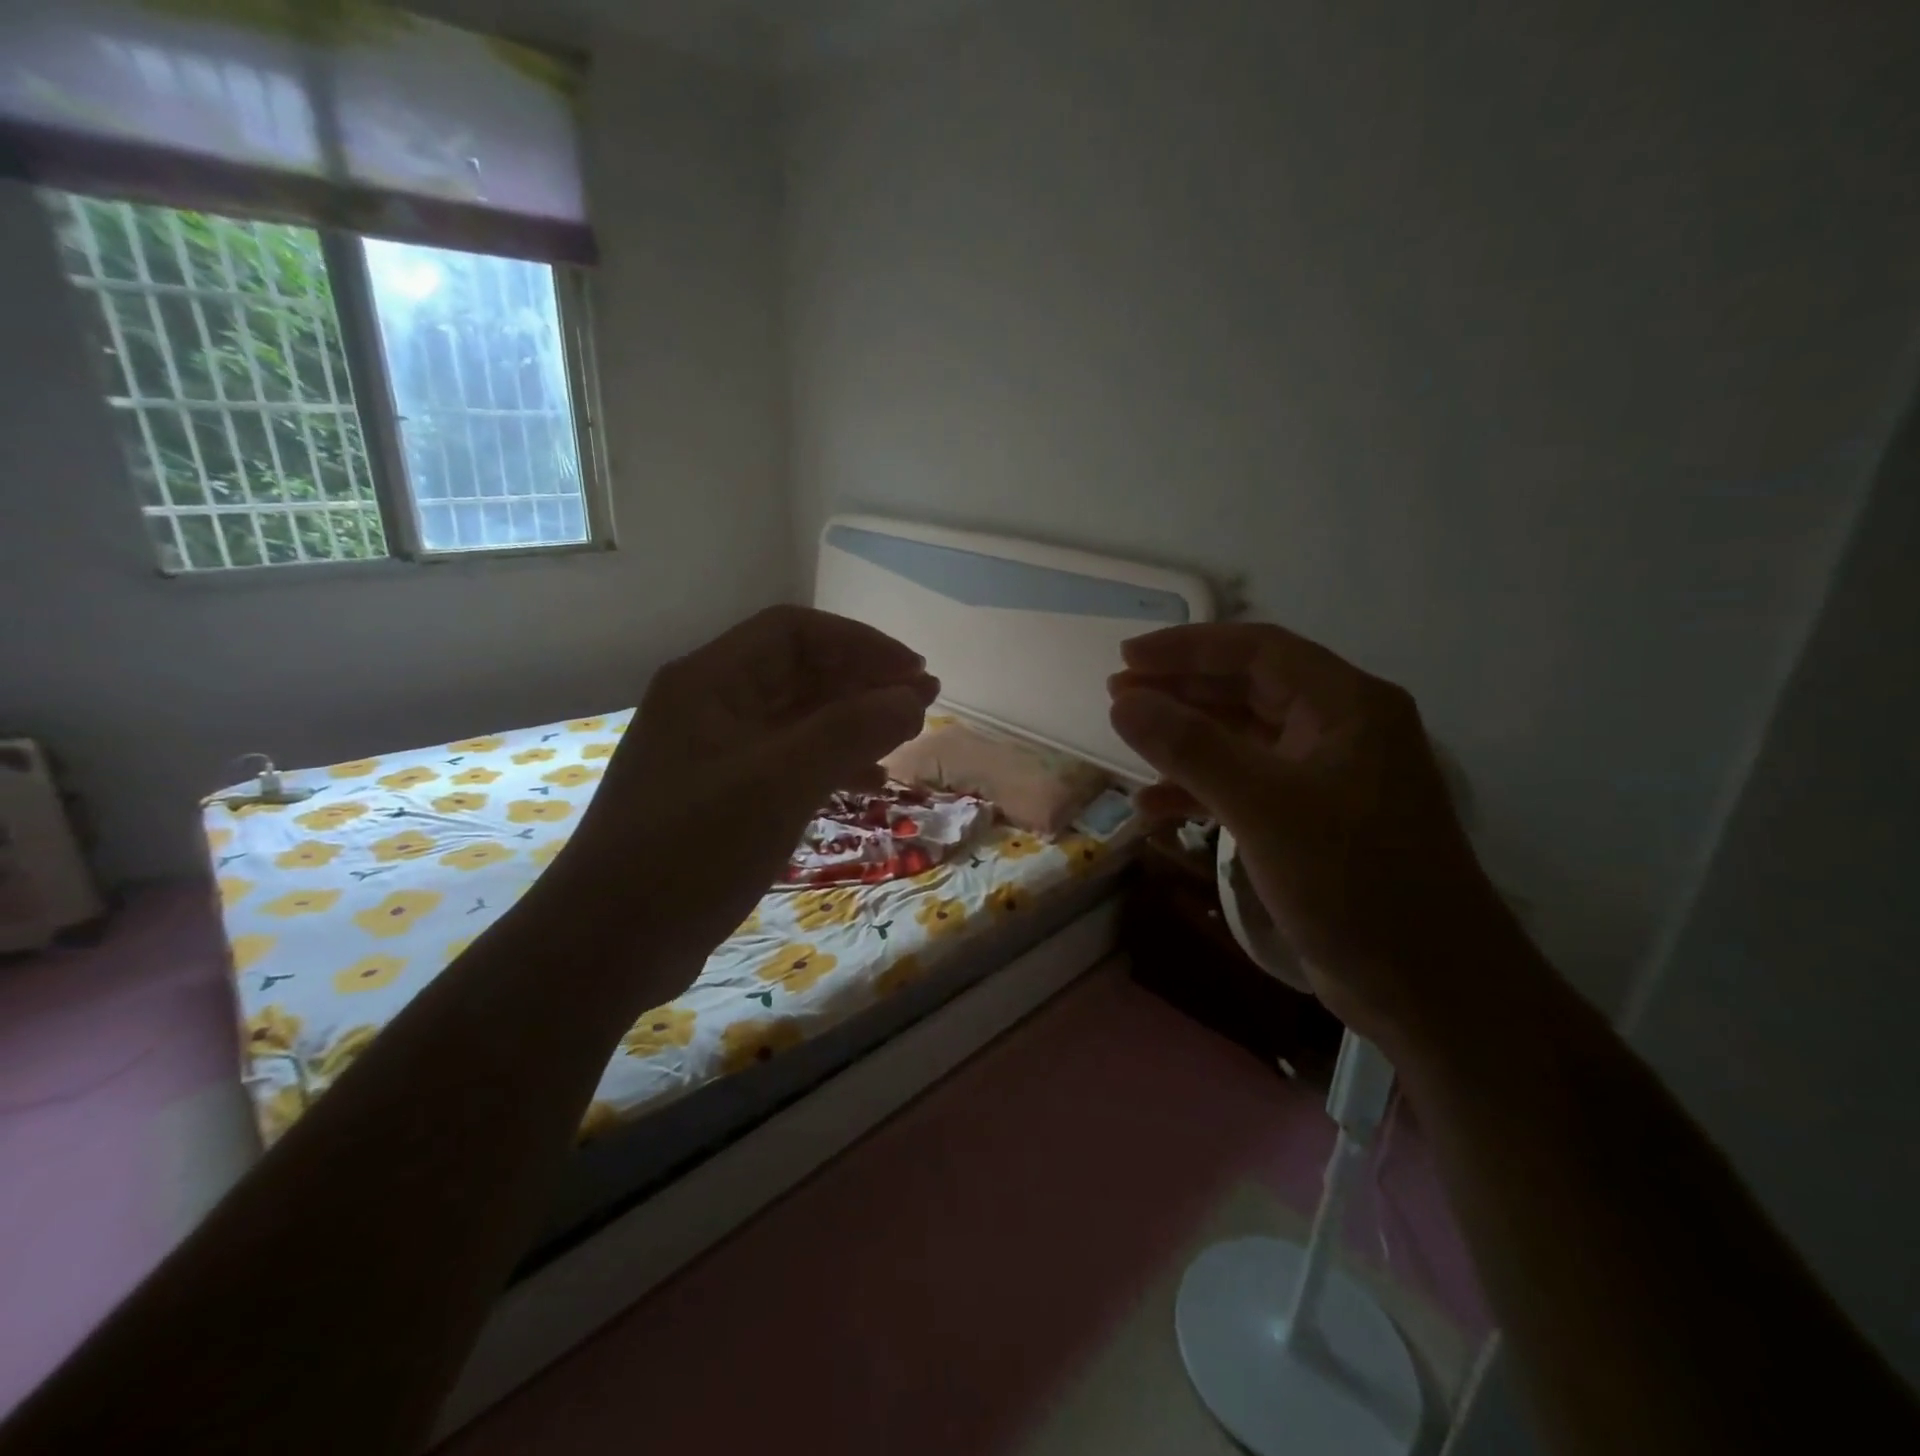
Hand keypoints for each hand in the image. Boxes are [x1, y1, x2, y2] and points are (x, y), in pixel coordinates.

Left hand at [559, 606, 937, 960]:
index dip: (861, 644)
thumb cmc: (691, 851)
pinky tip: (868, 783)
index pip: (795, 632)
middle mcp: (710, 705)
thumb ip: (850, 732)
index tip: (913, 673)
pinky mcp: (723, 796)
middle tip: (923, 704)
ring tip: (905, 738)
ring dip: (853, 722)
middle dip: (863, 682)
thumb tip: (914, 696)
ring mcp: (715, 753)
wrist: (608, 945)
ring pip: (798, 718)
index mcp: (710, 682)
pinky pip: (789, 760)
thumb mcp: (778, 784)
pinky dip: (832, 763)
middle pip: (799, 672)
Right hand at [1108, 622, 1519, 1047]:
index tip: (1127, 656)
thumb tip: (1124, 701)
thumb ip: (1191, 748)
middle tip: (1119, 693)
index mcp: (1346, 706)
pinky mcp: (1313, 823)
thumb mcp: (1264, 807)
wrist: (1429, 989)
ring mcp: (1327, 779)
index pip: (1258, 651)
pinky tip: (1155, 807)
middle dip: (1182, 690)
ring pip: (1244, 739)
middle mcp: (1340, 730)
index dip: (1188, 648)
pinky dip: (1201, 789)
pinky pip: (1247, 786)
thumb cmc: (1354, 883)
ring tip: (1130, 740)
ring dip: (1187, 739)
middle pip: (1249, 689)